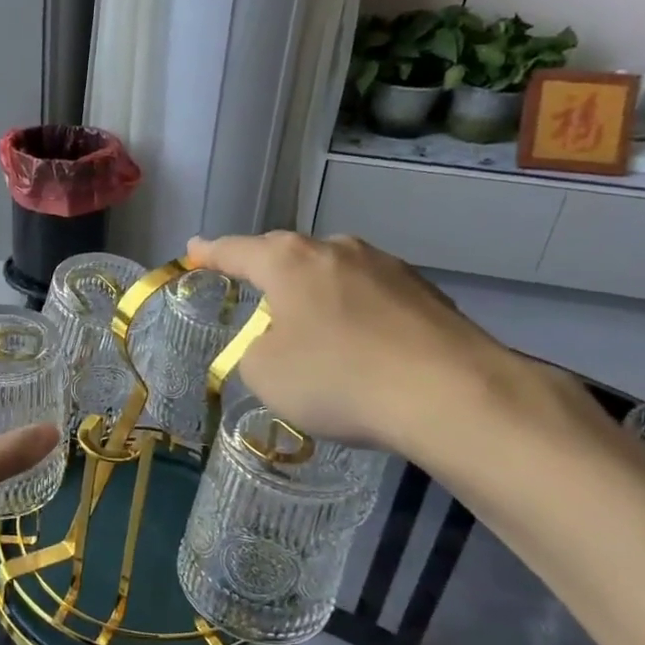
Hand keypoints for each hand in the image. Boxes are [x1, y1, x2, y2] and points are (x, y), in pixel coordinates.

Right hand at [186, 231, 519, 455]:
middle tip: (252, 295)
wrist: (451, 394)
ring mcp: (386, 266)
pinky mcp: (425, 292)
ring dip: (315, 295)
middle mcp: (336, 249)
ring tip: (312, 329)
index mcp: (288, 261)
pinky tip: (362, 347)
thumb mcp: (264, 373)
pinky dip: (354, 313)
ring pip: (333, 274)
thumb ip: (255, 348)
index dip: (209, 253)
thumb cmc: (338, 378)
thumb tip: (277, 340)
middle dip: (267, 273)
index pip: (235, 250)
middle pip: (287, 256)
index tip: (193, 250)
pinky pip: (370, 296)